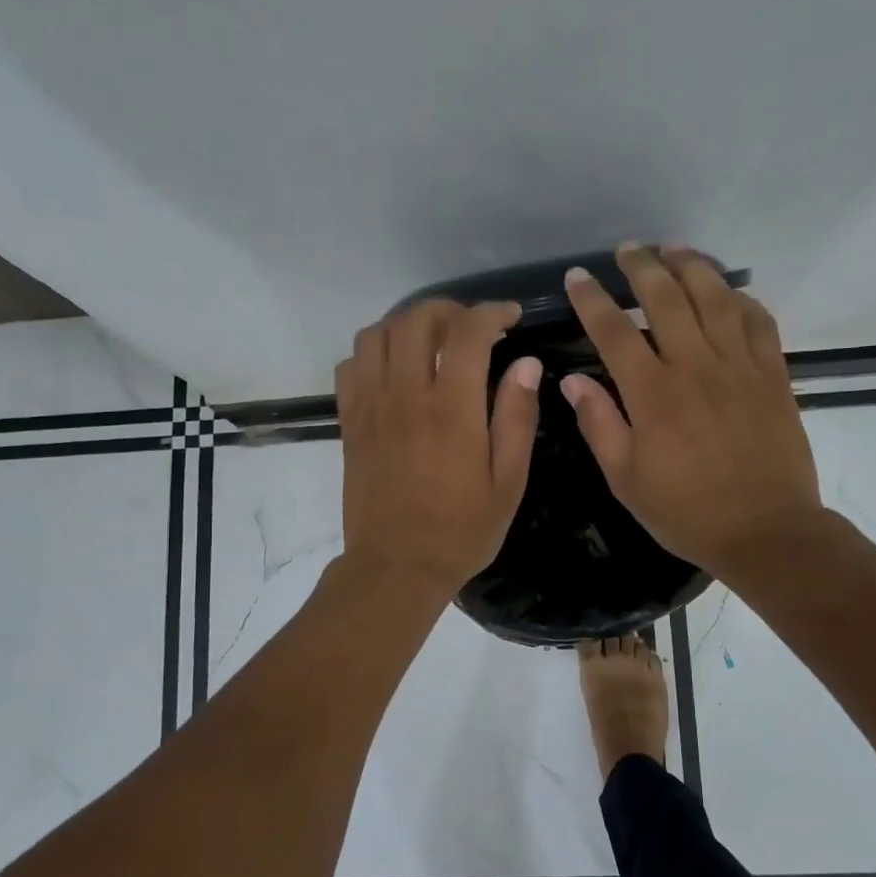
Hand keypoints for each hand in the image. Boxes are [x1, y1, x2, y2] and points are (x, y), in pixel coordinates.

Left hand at [335, 299, 542, 594]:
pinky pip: (350, 366)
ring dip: (405, 325)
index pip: (468, 332)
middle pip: (415, 319)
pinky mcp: (349, 423)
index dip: (492, 312)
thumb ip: (517, 418)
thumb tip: (526, 364)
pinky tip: (393, 371)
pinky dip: (372, 353)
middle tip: (469, 327)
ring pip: (375, 334)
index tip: (509, 317)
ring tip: (429, 343)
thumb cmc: (461, 531)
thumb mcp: (508, 482)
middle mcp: (406, 396)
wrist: (396, 566)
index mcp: (452, 409)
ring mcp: (371, 407)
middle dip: (447, 310)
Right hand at [560, 244, 825, 583]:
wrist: (766, 531)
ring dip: (692, 266)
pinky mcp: (774, 374)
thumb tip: (573, 380)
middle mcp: (696, 367)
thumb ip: (599, 424)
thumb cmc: (687, 512)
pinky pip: (758, 320)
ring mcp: (740, 366)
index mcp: (653, 394)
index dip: (592, 299)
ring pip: (716, 297)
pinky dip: (740, 298)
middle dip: (642, 266)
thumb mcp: (626, 479)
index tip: (577, 277)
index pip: (614, 331)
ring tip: (674, 249)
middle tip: (628, 249)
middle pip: (667, 297)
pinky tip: (728, 291)